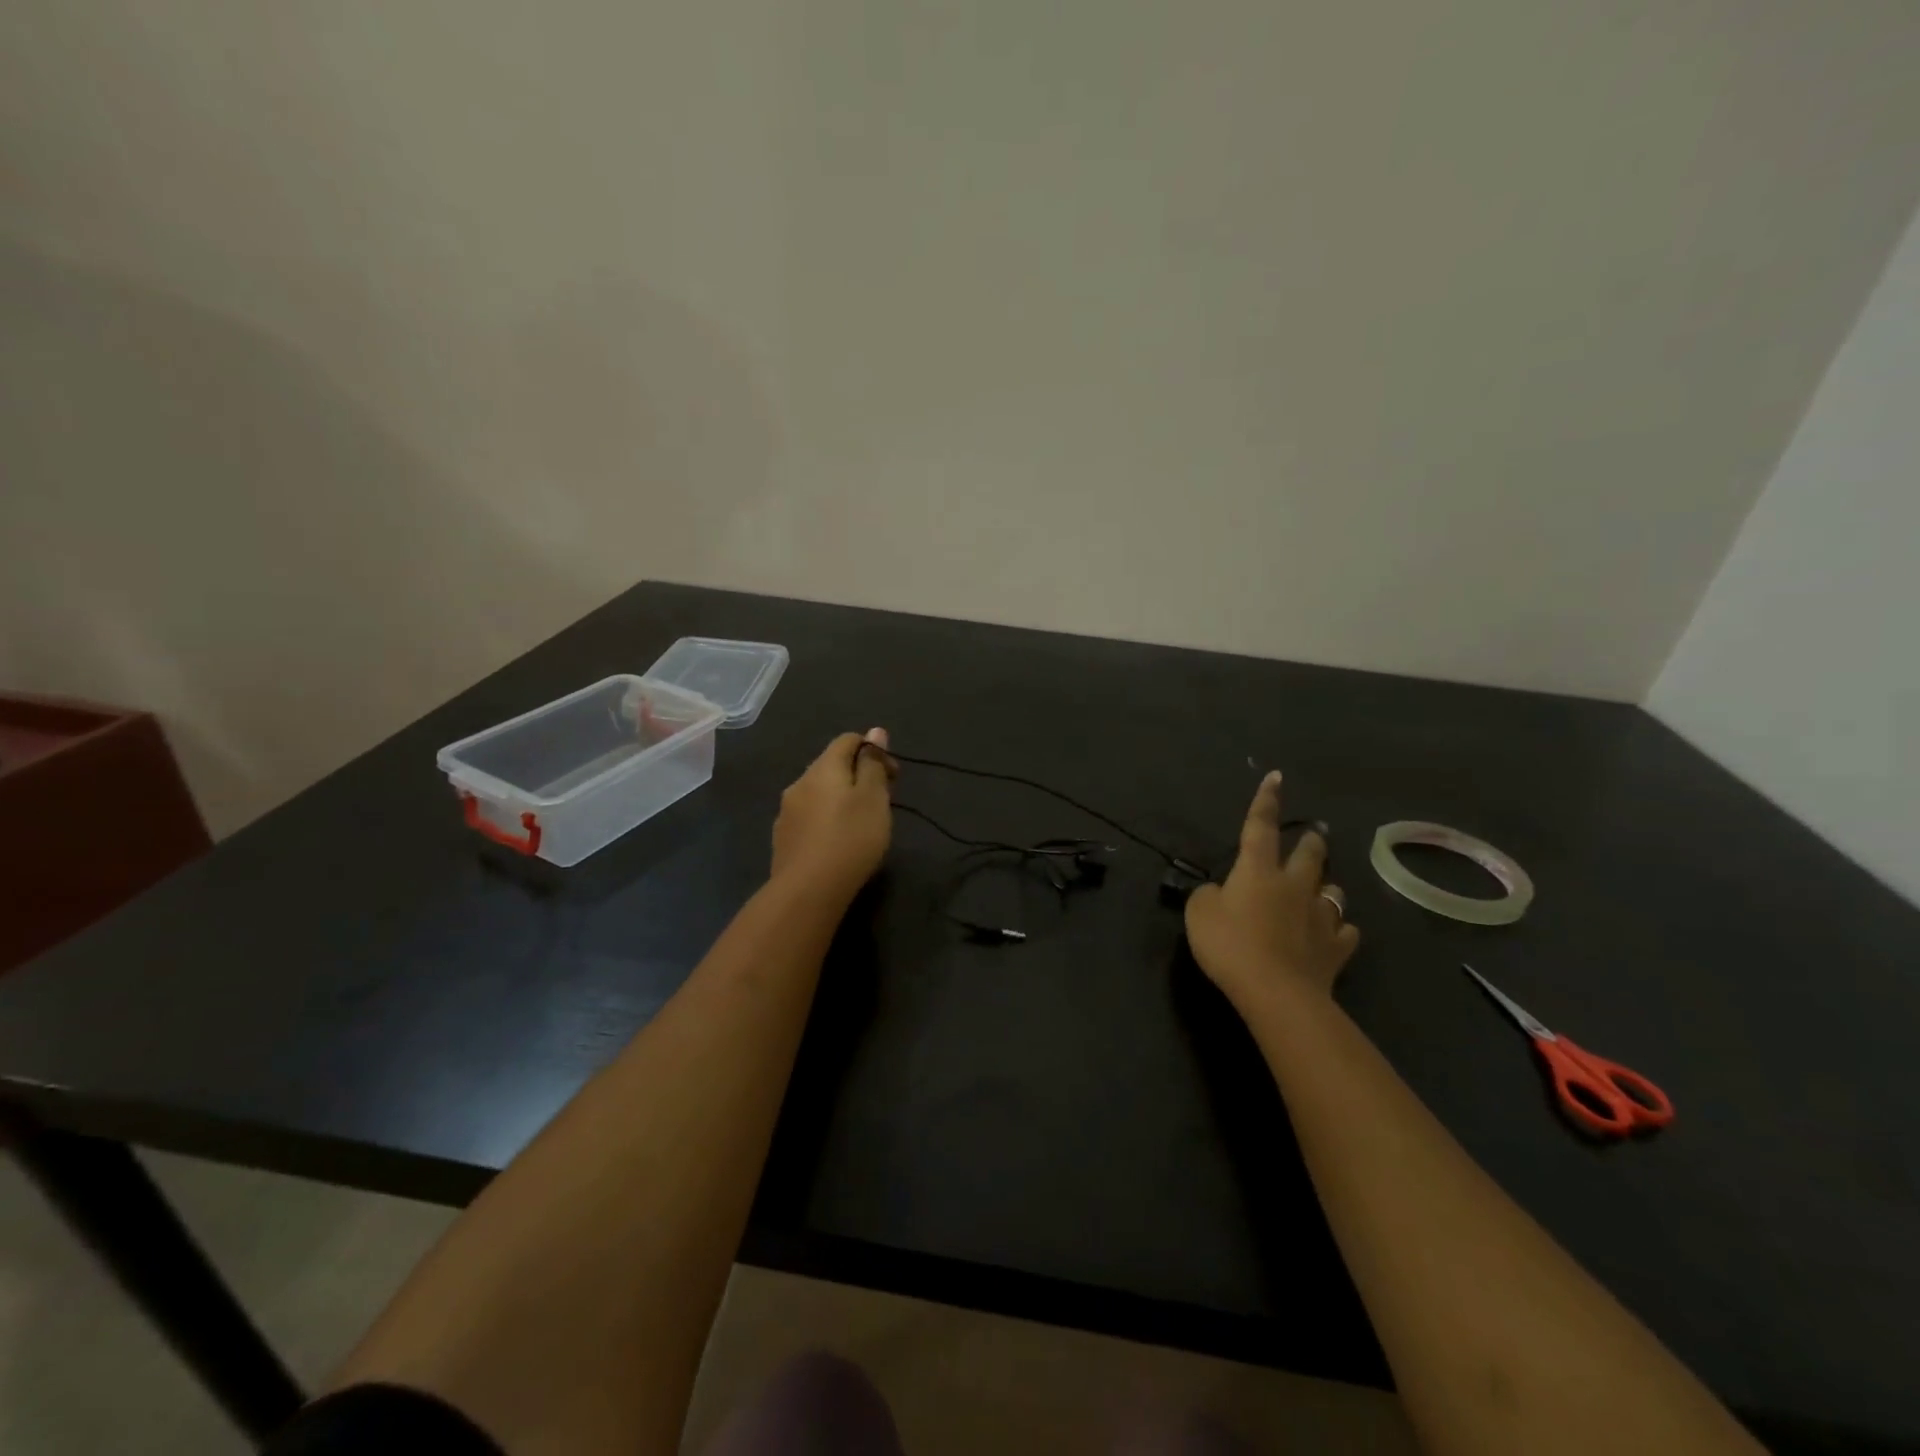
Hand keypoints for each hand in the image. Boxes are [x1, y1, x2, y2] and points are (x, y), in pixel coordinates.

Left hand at [770, 728, 895, 903]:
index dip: (874, 750)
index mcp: (823, 768)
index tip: (893, 776)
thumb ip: (873, 764)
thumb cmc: (850, 838)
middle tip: (882, 802)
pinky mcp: (783, 838)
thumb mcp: (873, 798)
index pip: (848, 740)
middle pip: (832, 765)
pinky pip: (810, 816)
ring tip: (861, 823)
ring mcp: (787, 811)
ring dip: (841, 798)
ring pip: (819, 792)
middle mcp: (800, 782)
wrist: (808, 891)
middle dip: (859, 775)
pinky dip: (827, 818)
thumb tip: (875, 732)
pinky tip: (837, 841)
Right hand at [1184, 771, 1358, 1012]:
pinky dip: (1340, 929)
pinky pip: (1344, 931)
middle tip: (1313, 836)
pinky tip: (1336, 933)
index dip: (1266, 801)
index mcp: (1258, 871)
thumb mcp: (1199, 914)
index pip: (1260, 827)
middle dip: (1310, 842)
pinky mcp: (1335, 949)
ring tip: (1324, 887)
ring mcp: (1319, 917)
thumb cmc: (1231, 945)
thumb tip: (1220, 892)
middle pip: (1308, 855)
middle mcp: (1293, 886)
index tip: (1276, 777)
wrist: (1276, 992)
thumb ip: (1208, 896)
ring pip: (1333, 890)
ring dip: (1327, 885)